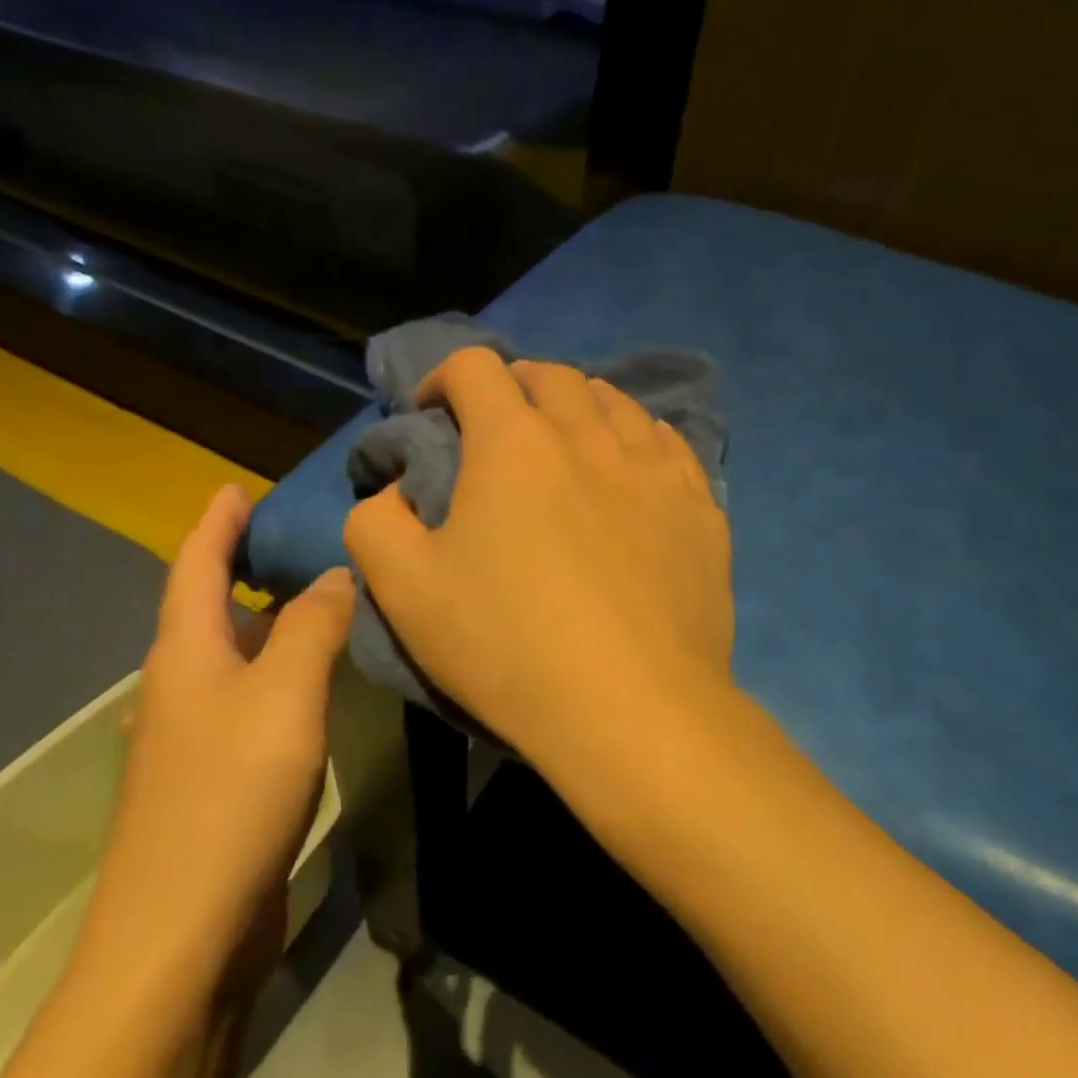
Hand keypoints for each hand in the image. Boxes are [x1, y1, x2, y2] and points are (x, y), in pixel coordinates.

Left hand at [78, 485, 355, 995]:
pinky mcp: (213, 779)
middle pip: (206, 610)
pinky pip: (247, 701)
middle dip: (241, 568)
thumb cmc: (230, 794)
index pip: (194, 566)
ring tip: (314, 602)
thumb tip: (336, 574)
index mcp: (183, 655)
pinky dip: (275, 674)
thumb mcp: (284, 696)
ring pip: (229, 659)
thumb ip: (313, 628)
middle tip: (296, 541)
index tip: (237, 487)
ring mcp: (192, 739)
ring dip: (263, 623)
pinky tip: (308, 685)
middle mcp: (178, 688)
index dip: (216, 524)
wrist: (183, 931)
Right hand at [343, 348, 734, 773]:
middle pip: (551, 376)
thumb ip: (376, 523)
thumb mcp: (405, 590)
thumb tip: (396, 491)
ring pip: (615, 403)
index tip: (432, 415)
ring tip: (568, 446)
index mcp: (514, 443)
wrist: (634, 709)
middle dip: (514, 388)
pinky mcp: (700, 506)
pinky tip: (631, 473)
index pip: (475, 367)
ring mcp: (655, 467)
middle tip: (499, 430)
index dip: (443, 378)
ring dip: (579, 408)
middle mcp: (590, 435)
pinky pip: (667, 444)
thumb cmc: (510, 647)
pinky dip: (637, 440)